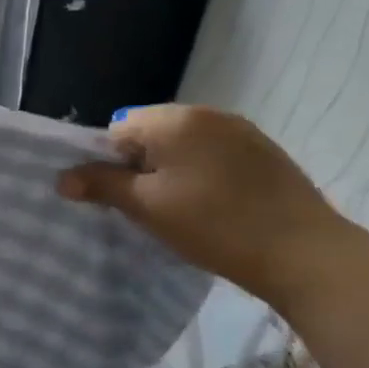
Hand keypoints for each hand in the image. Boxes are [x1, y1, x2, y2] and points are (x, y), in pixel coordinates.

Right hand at [57, 105, 355, 307]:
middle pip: (150, 135)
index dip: (109, 164)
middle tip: (148, 208)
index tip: (120, 198)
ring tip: (181, 211)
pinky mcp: (266, 153)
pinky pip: (214, 155)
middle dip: (141, 167)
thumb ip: (101, 185)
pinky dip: (203, 175)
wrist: (306, 253)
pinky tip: (213, 207)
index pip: (117, 131)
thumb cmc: (213, 225)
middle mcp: (207, 114)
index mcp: (173, 120)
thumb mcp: (146, 207)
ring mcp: (241, 131)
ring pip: (184, 147)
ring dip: (172, 171)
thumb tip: (62, 178)